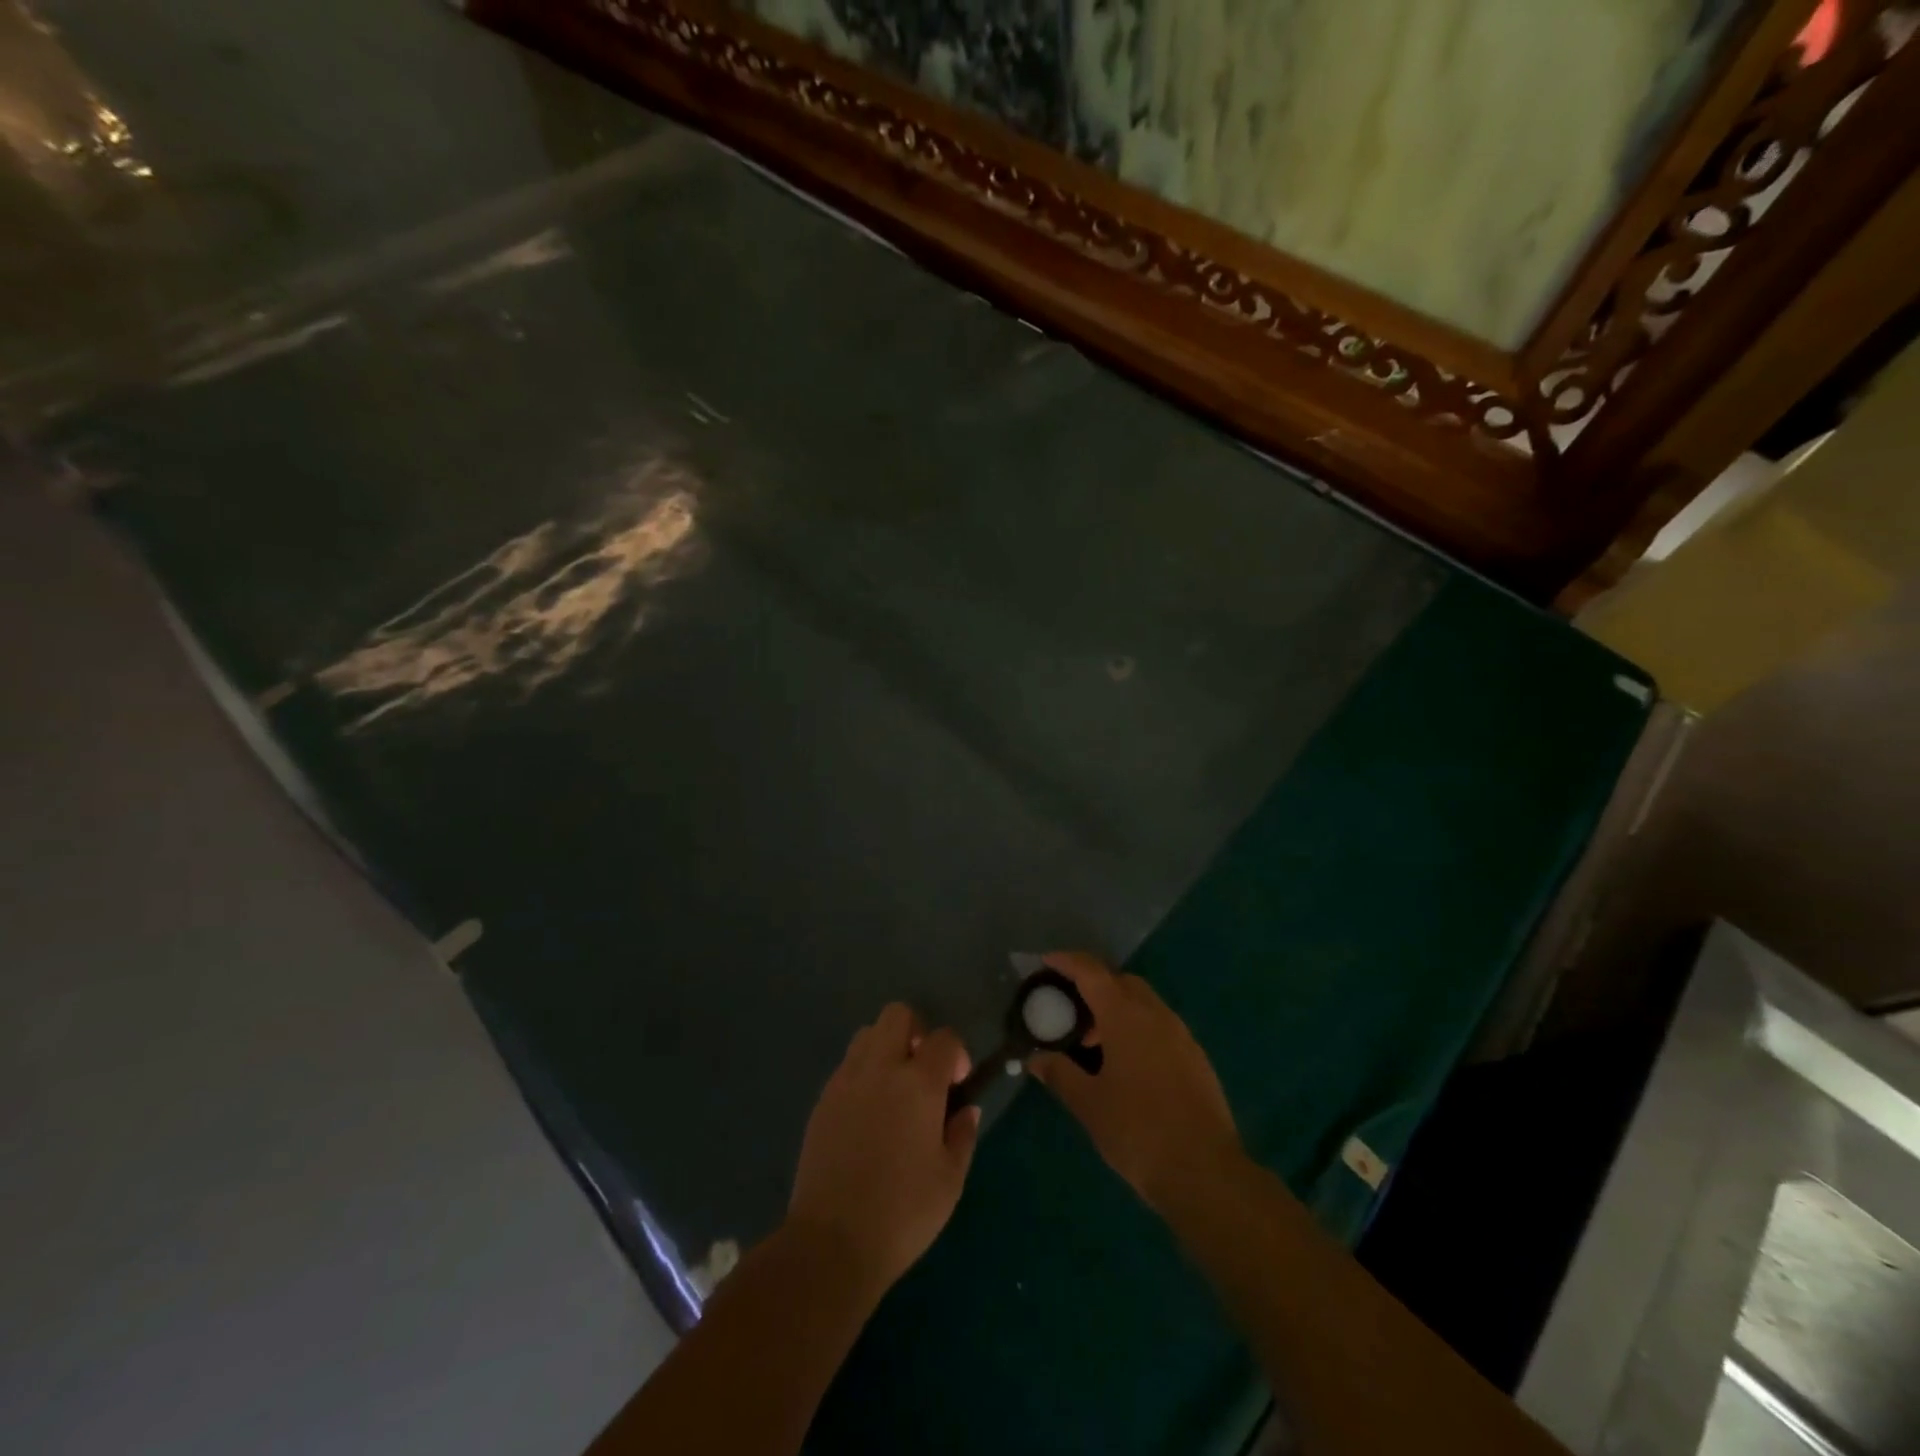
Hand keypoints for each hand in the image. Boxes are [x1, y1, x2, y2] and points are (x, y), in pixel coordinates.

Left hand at [785, 1003, 979, 1301]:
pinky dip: (864, 1073)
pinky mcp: (823, 1099)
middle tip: (924, 1072)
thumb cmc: (903, 1213)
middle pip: (898, 1015)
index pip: (943, 1038)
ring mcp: (846, 1080)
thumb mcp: (950, 1180)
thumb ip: (962, 1134)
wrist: (831, 1242)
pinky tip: (870, 1113)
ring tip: (895, 1090)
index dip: (956, 1053)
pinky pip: (847, 1065)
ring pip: (868, 1034)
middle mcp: (880, 1068)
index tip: (957, 1084)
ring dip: (887, 1048)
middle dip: (918, 1032)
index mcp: (918, 1083)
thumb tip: (966, 1108)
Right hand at [1029, 952, 1242, 1215]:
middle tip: (1069, 1007)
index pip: (1091, 972)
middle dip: (1094, 985)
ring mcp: (1181, 1035)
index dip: (1067, 962)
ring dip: (1117, 1009)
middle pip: (1121, 981)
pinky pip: (1160, 1026)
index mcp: (1125, 1015)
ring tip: (1094, 1043)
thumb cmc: (1137, 1130)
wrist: (1204, 1172)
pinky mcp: (1196, 1058)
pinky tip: (1126, 1064)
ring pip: (1144, 1003)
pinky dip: (1137, 1028)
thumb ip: (1060, 1074)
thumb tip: (1036, 1059)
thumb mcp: (1089, 1104)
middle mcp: (1156, 1014)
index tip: (1046, 962)